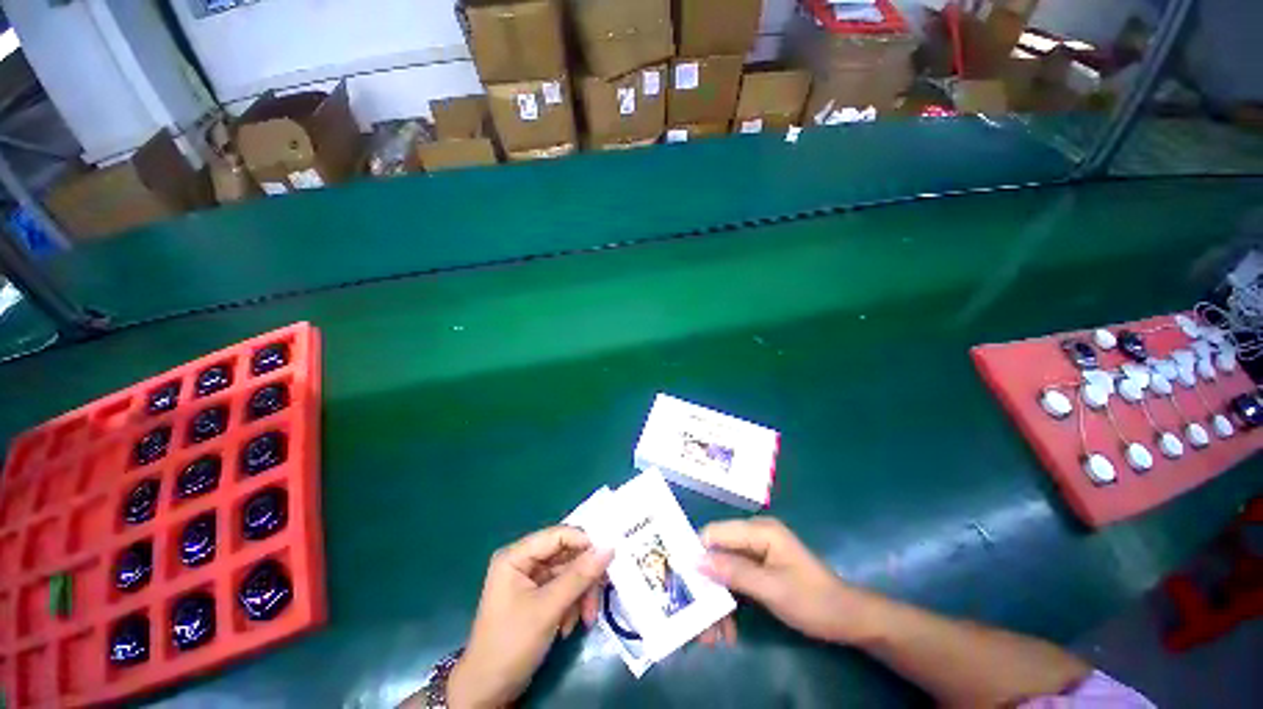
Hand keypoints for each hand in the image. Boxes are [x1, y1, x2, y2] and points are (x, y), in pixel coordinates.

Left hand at [446, 526, 612, 708]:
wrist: (488, 692)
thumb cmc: (511, 644)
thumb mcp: (547, 609)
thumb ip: (579, 576)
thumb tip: (609, 548)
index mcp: (516, 556)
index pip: (557, 535)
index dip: (583, 543)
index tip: (606, 560)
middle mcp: (523, 561)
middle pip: (566, 555)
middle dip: (583, 578)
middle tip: (596, 600)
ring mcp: (530, 580)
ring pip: (568, 573)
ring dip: (580, 595)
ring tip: (585, 619)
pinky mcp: (536, 597)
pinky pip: (564, 589)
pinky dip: (572, 605)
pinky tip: (569, 627)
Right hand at [699, 517, 871, 644]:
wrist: (848, 619)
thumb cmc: (813, 600)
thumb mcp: (771, 588)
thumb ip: (733, 572)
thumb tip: (695, 559)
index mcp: (759, 531)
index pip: (715, 533)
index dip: (697, 553)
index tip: (681, 580)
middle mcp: (755, 537)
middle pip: (718, 555)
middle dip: (707, 587)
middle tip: (699, 621)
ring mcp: (758, 553)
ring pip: (724, 572)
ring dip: (717, 602)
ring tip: (714, 637)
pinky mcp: (760, 569)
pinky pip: (736, 581)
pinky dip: (730, 604)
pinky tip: (729, 631)